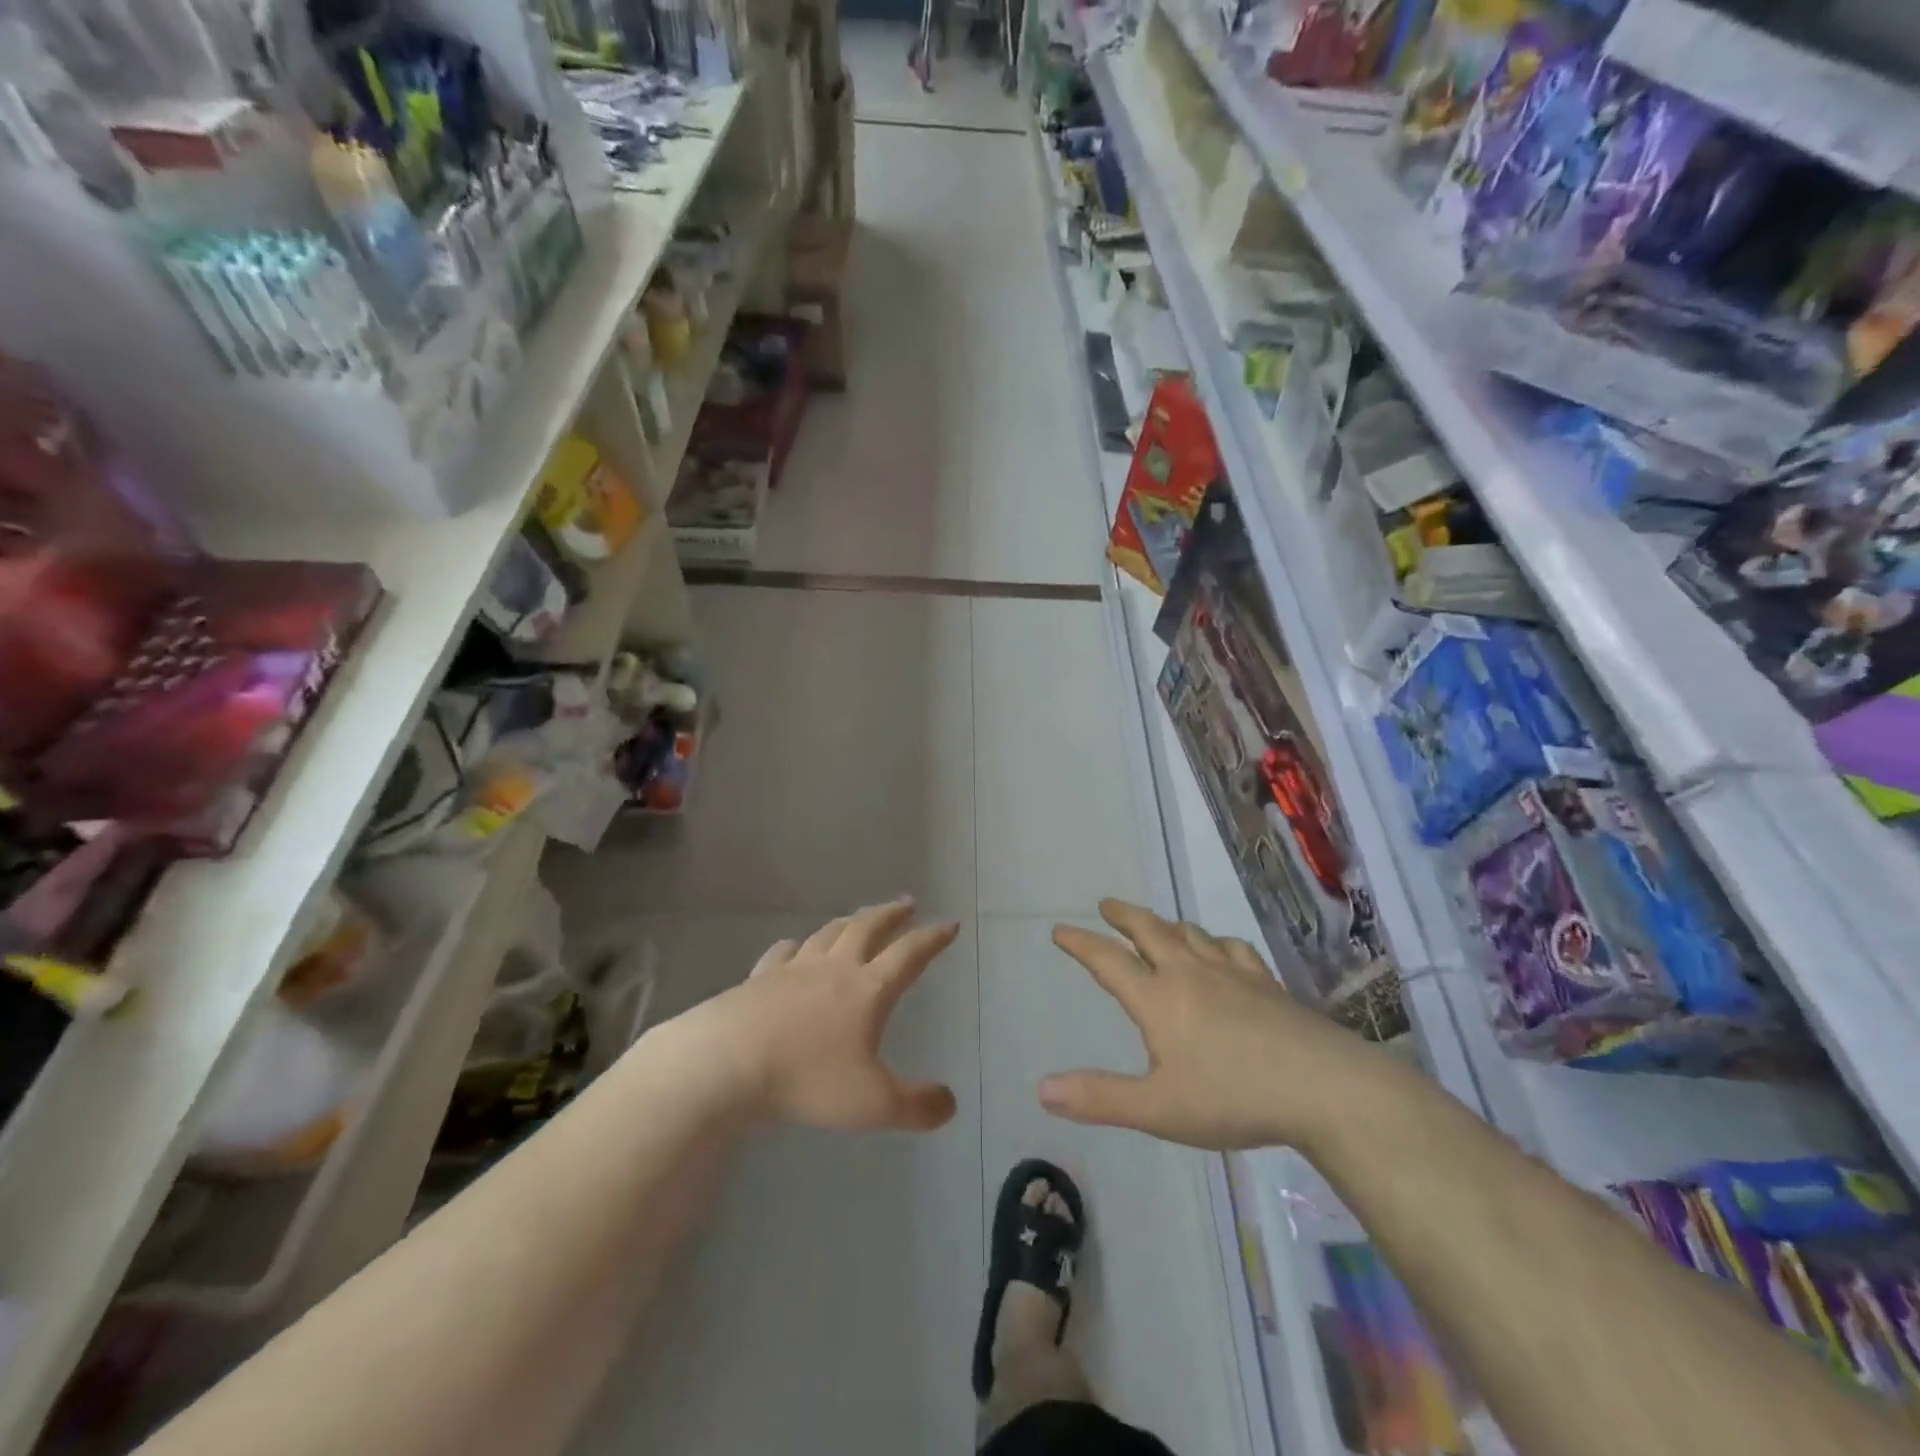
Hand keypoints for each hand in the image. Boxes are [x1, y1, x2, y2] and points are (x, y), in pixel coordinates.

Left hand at [706, 899, 960, 1132]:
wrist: (726, 1064)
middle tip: (906, 903)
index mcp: (867, 990)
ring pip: (828, 934)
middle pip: (868, 929)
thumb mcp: (872, 1104)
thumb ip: (916, 1106)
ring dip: (849, 922)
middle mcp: (834, 969)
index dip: (932, 939)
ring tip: (859, 918)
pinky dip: (796, 945)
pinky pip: (783, 953)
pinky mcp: (759, 979)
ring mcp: (793, 970)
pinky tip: (793, 946)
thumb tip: (950, 1103)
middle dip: (890, 914)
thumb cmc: (806, 1080)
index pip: (909, 955)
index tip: (949, 923)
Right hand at [1039, 899, 1377, 1150]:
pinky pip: (1232, 947)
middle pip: (1149, 930)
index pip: (1108, 961)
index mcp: (1157, 999)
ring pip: (1190, 933)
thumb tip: (1042, 1090)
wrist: (1322, 1086)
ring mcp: (1231, 973)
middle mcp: (1189, 973)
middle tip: (1107, 905)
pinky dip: (1215, 941)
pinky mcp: (1266, 982)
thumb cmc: (1232, 1097)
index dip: (1080, 943)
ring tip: (1158, 925)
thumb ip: (1100, 1098)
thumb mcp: (1158, 1108)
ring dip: (1166, 924)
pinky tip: (1220, 949)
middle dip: (1123, 915)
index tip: (1060, 929)